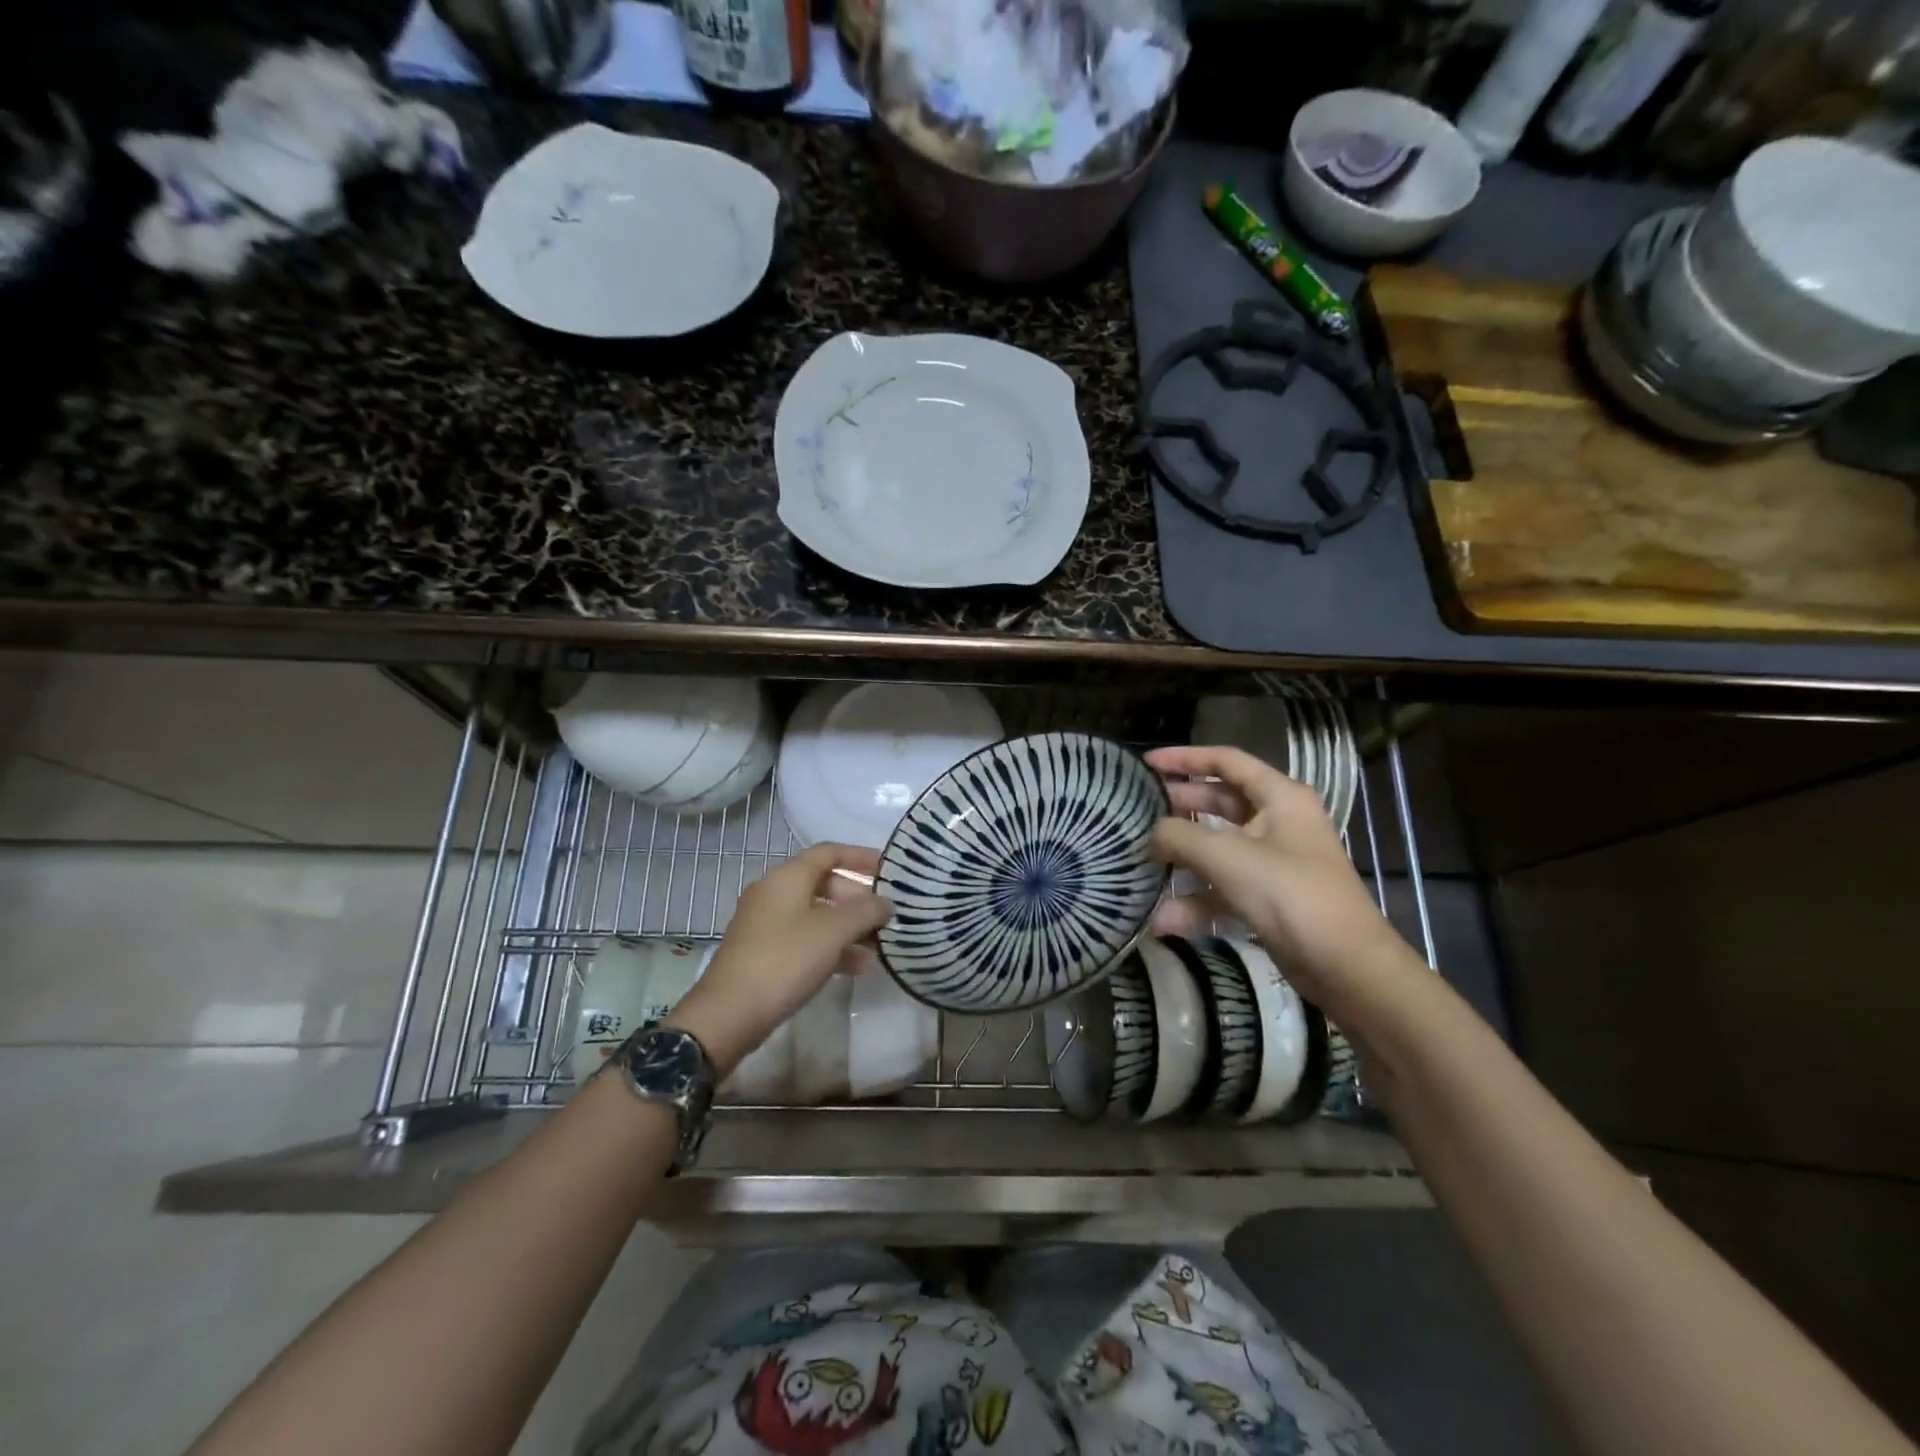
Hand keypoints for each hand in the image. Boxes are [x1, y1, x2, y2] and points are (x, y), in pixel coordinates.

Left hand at [663, 844, 891, 1076]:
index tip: (889, 869)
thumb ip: (866, 912)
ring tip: (880, 945)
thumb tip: (886, 903)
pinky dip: (832, 947)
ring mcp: (767, 924)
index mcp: (787, 877)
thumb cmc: (785, 960)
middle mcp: (775, 893)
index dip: (860, 856)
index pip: (829, 852)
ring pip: (817, 915)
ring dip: (849, 927)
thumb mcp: (833, 932)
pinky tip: (857, 967)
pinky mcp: (765, 953)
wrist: (729, 1013)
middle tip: (886, 916)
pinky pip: (806, 939)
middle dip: (858, 899)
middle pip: (825, 884)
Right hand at [1147, 745, 1405, 1009]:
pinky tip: (1164, 920)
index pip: (1226, 761)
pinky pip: (1223, 888)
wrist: (1346, 967)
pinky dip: (1197, 901)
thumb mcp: (1227, 857)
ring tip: (1142, 863)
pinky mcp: (1268, 898)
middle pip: (1219, 803)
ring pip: (1217, 849)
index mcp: (1280, 797)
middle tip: (1137, 812)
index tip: (1146, 763)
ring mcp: (1273, 862)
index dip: (1185, 758)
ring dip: (1182, 860)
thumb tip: (1151, 832)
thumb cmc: (1290, 895)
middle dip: (1179, 808)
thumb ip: (1180, 837)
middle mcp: (1278, 822)